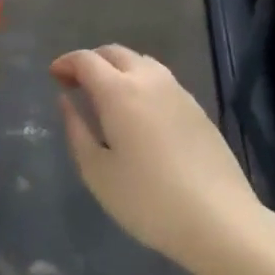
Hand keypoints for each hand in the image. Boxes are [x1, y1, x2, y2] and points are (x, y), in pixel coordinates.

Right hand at [51, 44, 270, 274]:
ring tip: (106, 95)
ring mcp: (178, 92)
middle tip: (75, 83)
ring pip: (141, 62)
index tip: (54, 77)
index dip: (66, 63)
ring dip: (117, 68)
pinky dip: (140, 82)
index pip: (86, 60)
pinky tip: (138, 112)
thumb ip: (77, 130)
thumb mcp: (97, 172)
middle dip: (91, 61)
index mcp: (119, 91)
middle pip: (114, 53)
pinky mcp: (197, 109)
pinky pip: (161, 80)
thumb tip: (66, 101)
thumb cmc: (148, 200)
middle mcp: (149, 80)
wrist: (220, 220)